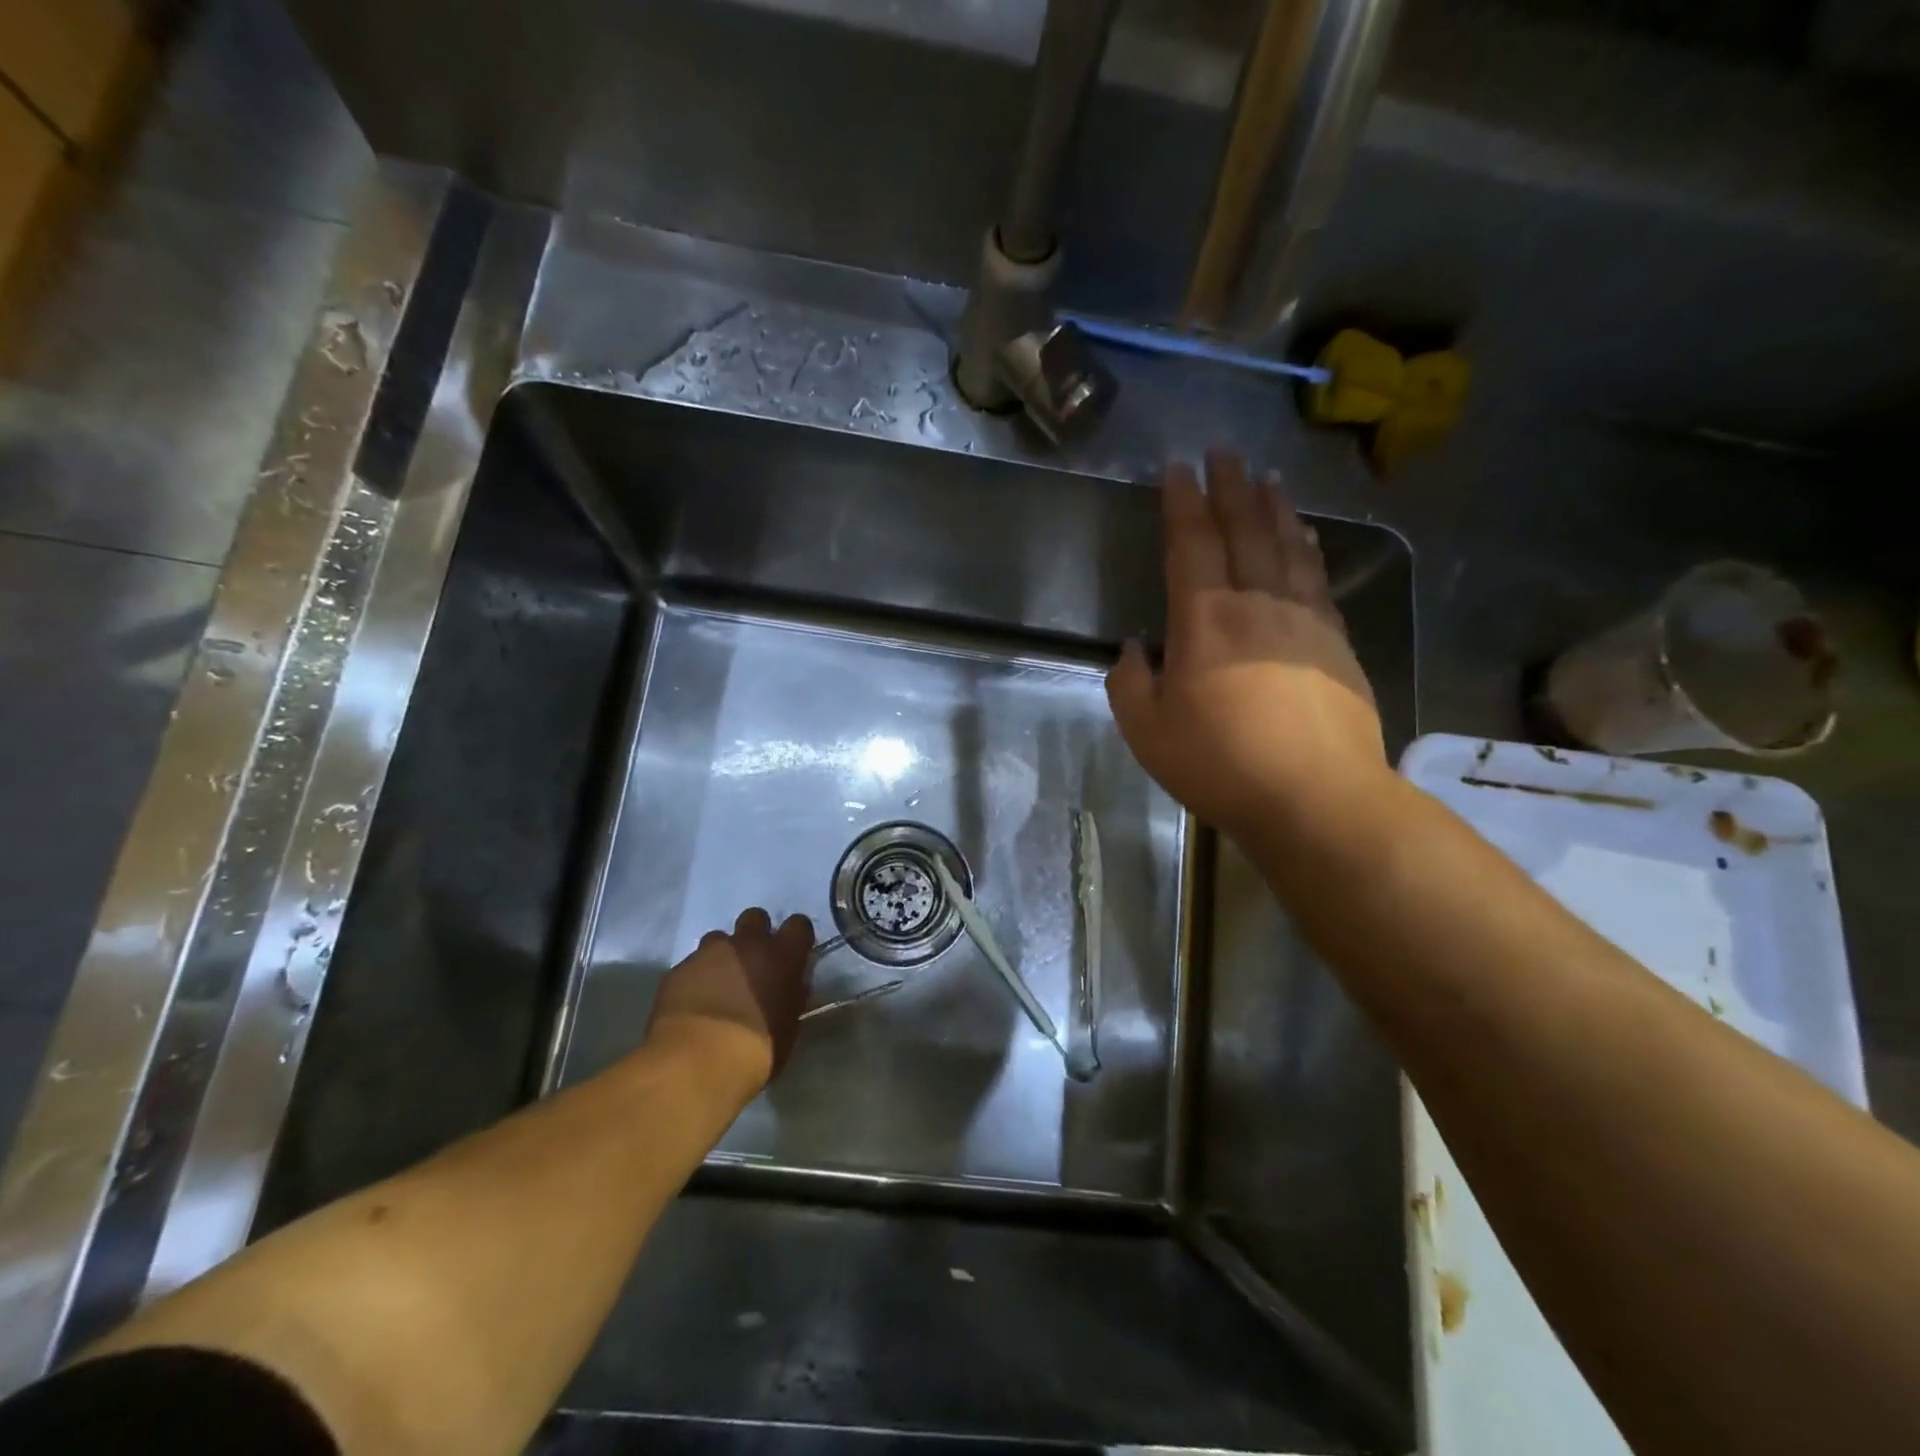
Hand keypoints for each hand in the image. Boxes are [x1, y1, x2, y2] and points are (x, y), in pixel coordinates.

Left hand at [646, 909, 814, 1096]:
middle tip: (754, 965)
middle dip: (755, 936)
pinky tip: (694, 1005)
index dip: (796, 938)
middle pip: (755, 918)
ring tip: (720, 985)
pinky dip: (696, 978)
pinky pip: (692, 965)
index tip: (793, 955)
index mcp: (782, 955)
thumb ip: (792, 997)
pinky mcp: (678, 969)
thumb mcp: (789, 1027)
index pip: (799, 924)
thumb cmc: (756, 1051)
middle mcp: (747, 944)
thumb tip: (792, 986)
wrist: (697, 1063)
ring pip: (719, 939)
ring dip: (723, 956)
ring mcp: (709, 953)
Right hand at [1106, 452, 1386, 851]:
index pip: (1191, 544)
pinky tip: (1305, 539)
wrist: (1316, 798)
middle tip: (1224, 451)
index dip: (1183, 502)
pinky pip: (1318, 580)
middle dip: (1230, 488)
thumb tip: (1135, 647)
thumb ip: (1130, 682)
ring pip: (1288, 548)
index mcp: (1205, 620)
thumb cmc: (1220, 765)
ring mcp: (1306, 621)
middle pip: (1244, 531)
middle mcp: (1258, 604)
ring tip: (1269, 478)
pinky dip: (1307, 550)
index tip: (1178, 467)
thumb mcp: (1147, 732)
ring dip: (1275, 509)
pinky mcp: (1338, 644)